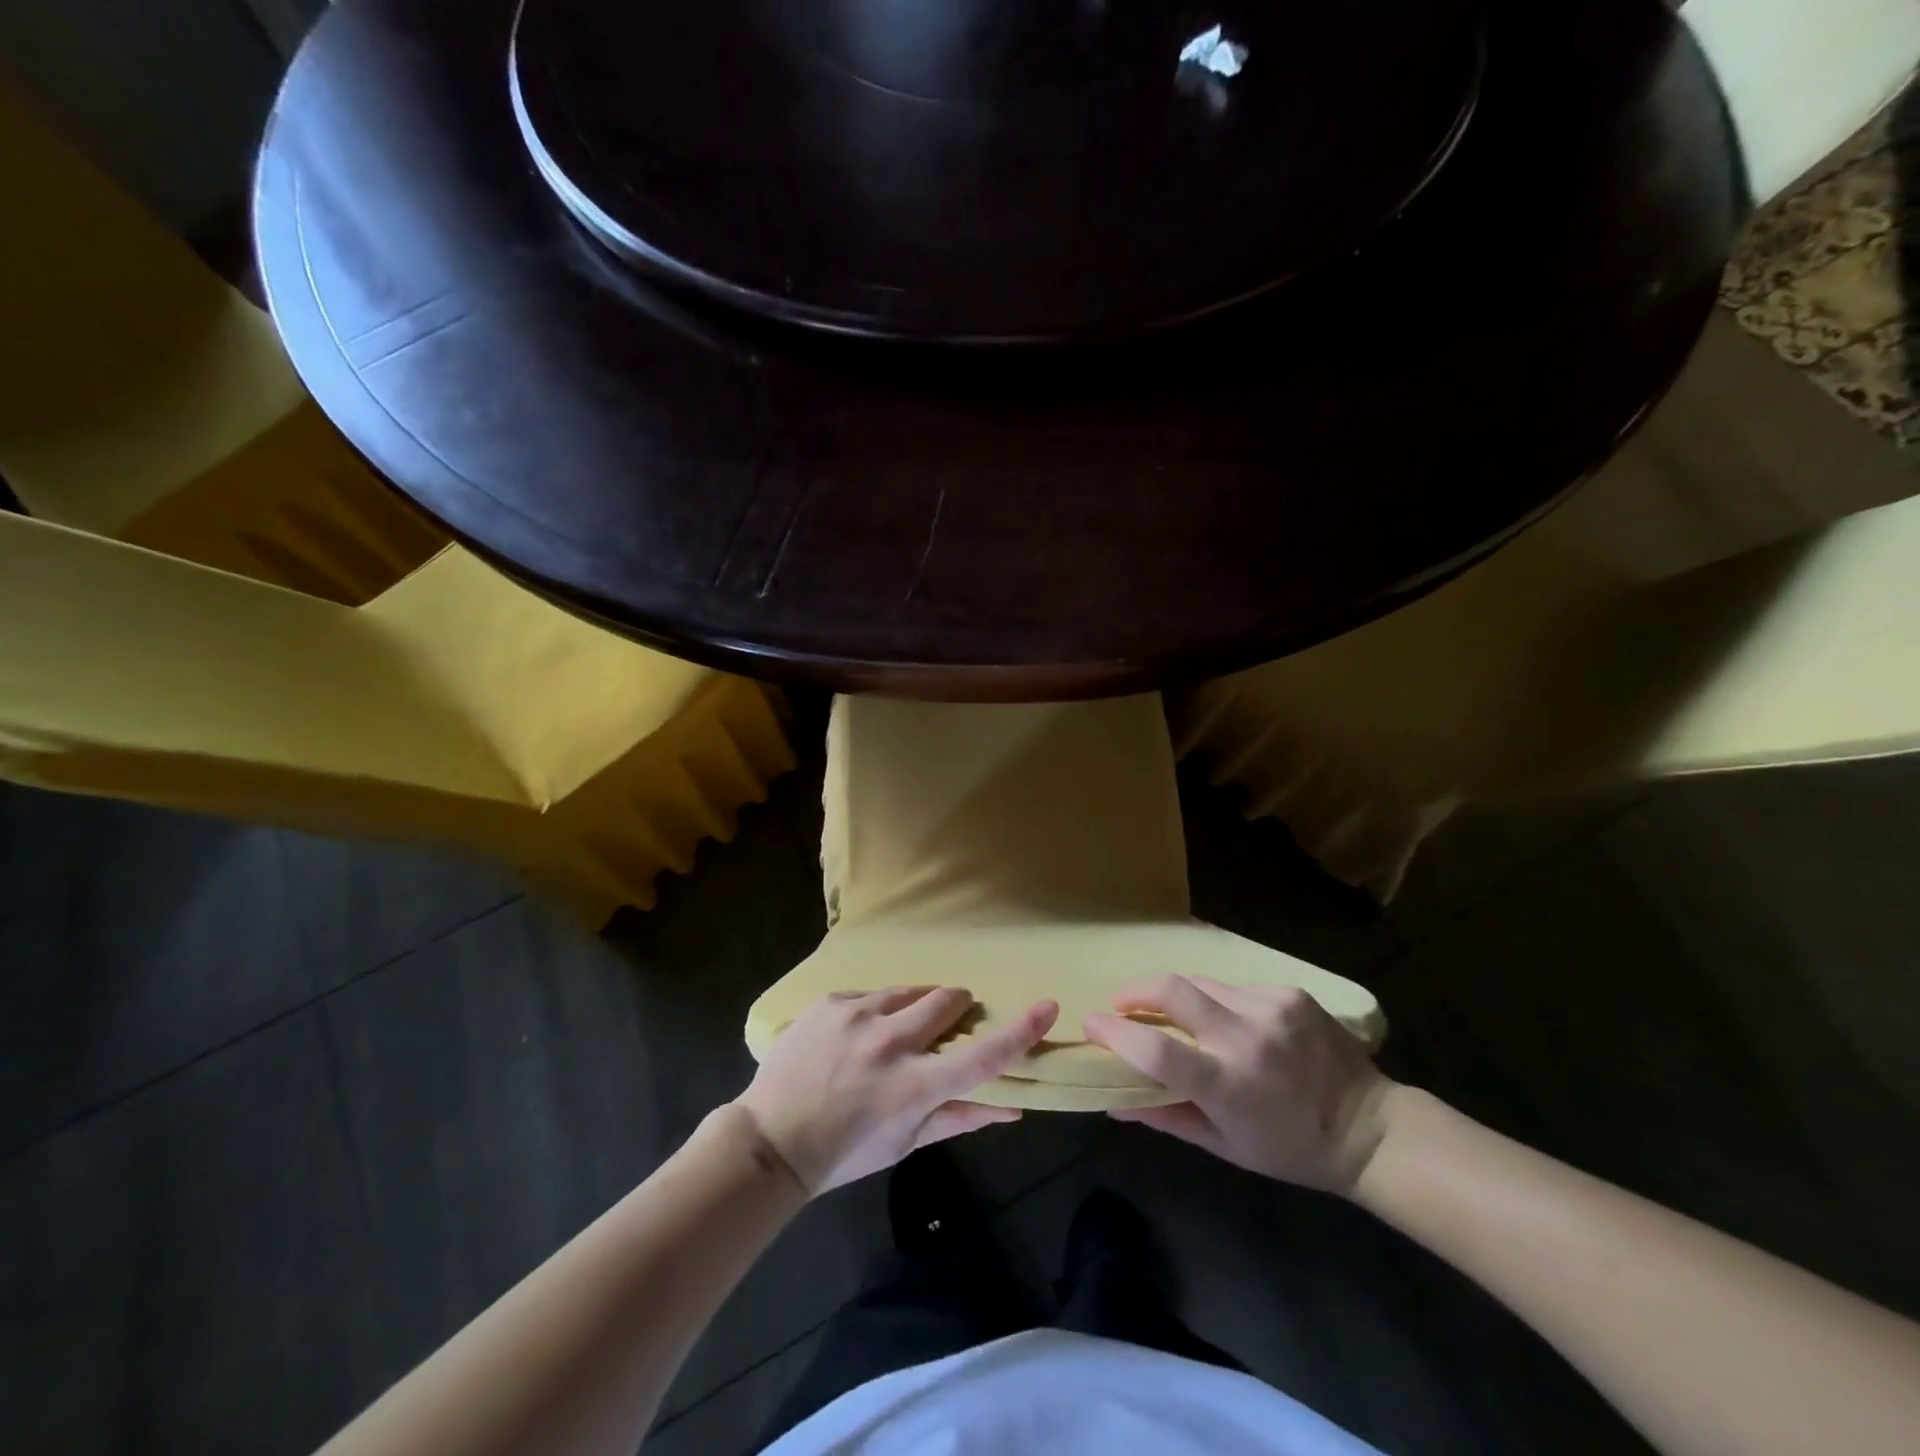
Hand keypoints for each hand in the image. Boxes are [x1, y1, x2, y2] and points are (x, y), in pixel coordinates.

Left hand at [736, 987, 1058, 1195]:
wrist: (770, 1140)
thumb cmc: (846, 1152)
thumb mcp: (905, 1143)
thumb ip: (959, 1117)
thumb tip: (1013, 1108)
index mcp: (913, 1087)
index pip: (982, 1056)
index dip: (1020, 1032)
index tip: (1047, 1007)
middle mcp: (889, 1043)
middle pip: (946, 1001)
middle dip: (955, 1007)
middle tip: (944, 1025)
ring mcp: (856, 1016)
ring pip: (908, 992)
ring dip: (913, 1008)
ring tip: (892, 1035)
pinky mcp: (831, 1002)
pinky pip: (870, 995)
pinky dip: (875, 1011)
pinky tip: (855, 1037)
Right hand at [1085, 975, 1394, 1194]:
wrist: (1371, 1129)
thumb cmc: (1290, 1149)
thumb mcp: (1224, 1145)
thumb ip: (1165, 1116)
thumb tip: (1113, 1100)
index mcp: (1228, 1085)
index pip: (1155, 1050)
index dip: (1115, 1033)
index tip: (1091, 1024)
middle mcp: (1246, 1038)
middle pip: (1171, 990)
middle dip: (1134, 991)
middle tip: (1121, 1003)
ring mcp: (1270, 1008)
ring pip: (1201, 983)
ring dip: (1178, 997)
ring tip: (1176, 1014)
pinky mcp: (1289, 993)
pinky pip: (1235, 987)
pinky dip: (1220, 1001)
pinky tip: (1232, 1022)